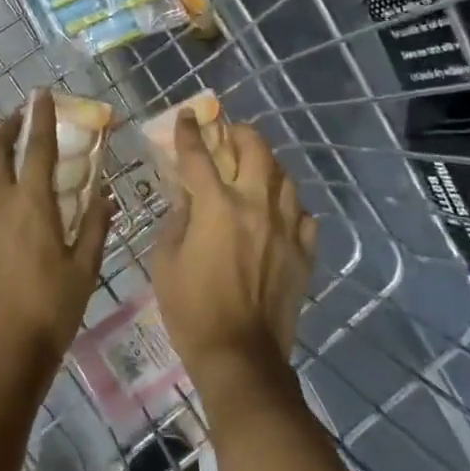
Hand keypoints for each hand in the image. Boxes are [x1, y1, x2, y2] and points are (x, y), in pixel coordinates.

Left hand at [0, 93, 114, 387]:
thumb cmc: (52, 309)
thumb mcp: (85, 267)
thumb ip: (95, 223)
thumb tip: (105, 192)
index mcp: (32, 203)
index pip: (38, 146)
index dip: (41, 116)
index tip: (41, 94)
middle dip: (6, 127)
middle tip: (18, 120)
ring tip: (2, 158)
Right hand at [150, 114, 316, 396]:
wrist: (240, 354)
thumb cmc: (191, 309)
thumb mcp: (165, 261)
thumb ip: (177, 219)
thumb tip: (186, 195)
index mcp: (216, 206)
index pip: (199, 155)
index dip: (190, 132)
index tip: (188, 115)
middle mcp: (255, 206)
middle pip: (256, 150)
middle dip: (241, 133)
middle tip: (230, 133)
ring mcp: (286, 228)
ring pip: (285, 177)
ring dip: (268, 165)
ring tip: (256, 168)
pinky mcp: (304, 251)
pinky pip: (304, 214)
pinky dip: (290, 205)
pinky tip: (280, 211)